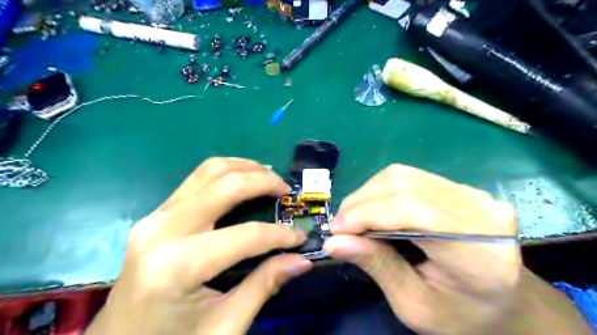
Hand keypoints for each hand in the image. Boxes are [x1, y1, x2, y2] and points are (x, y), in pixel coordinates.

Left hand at [88, 158, 316, 334]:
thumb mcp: (225, 326)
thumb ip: (264, 285)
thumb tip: (302, 260)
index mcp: (178, 266)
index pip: (246, 235)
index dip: (280, 234)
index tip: (300, 237)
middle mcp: (163, 230)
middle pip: (225, 185)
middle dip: (264, 182)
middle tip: (286, 191)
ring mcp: (155, 217)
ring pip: (208, 171)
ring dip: (244, 168)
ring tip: (268, 177)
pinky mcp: (155, 215)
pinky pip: (196, 180)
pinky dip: (226, 174)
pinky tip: (242, 181)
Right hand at [323, 163, 523, 334]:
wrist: (504, 301)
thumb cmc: (460, 313)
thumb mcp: (413, 305)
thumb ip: (376, 266)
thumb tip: (334, 242)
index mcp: (478, 252)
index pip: (410, 211)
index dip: (366, 214)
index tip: (335, 231)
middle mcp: (480, 211)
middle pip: (403, 186)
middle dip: (360, 203)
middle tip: (339, 226)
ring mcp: (472, 193)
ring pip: (402, 176)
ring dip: (368, 194)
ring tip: (353, 218)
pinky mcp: (460, 187)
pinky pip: (409, 177)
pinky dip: (381, 191)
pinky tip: (373, 209)